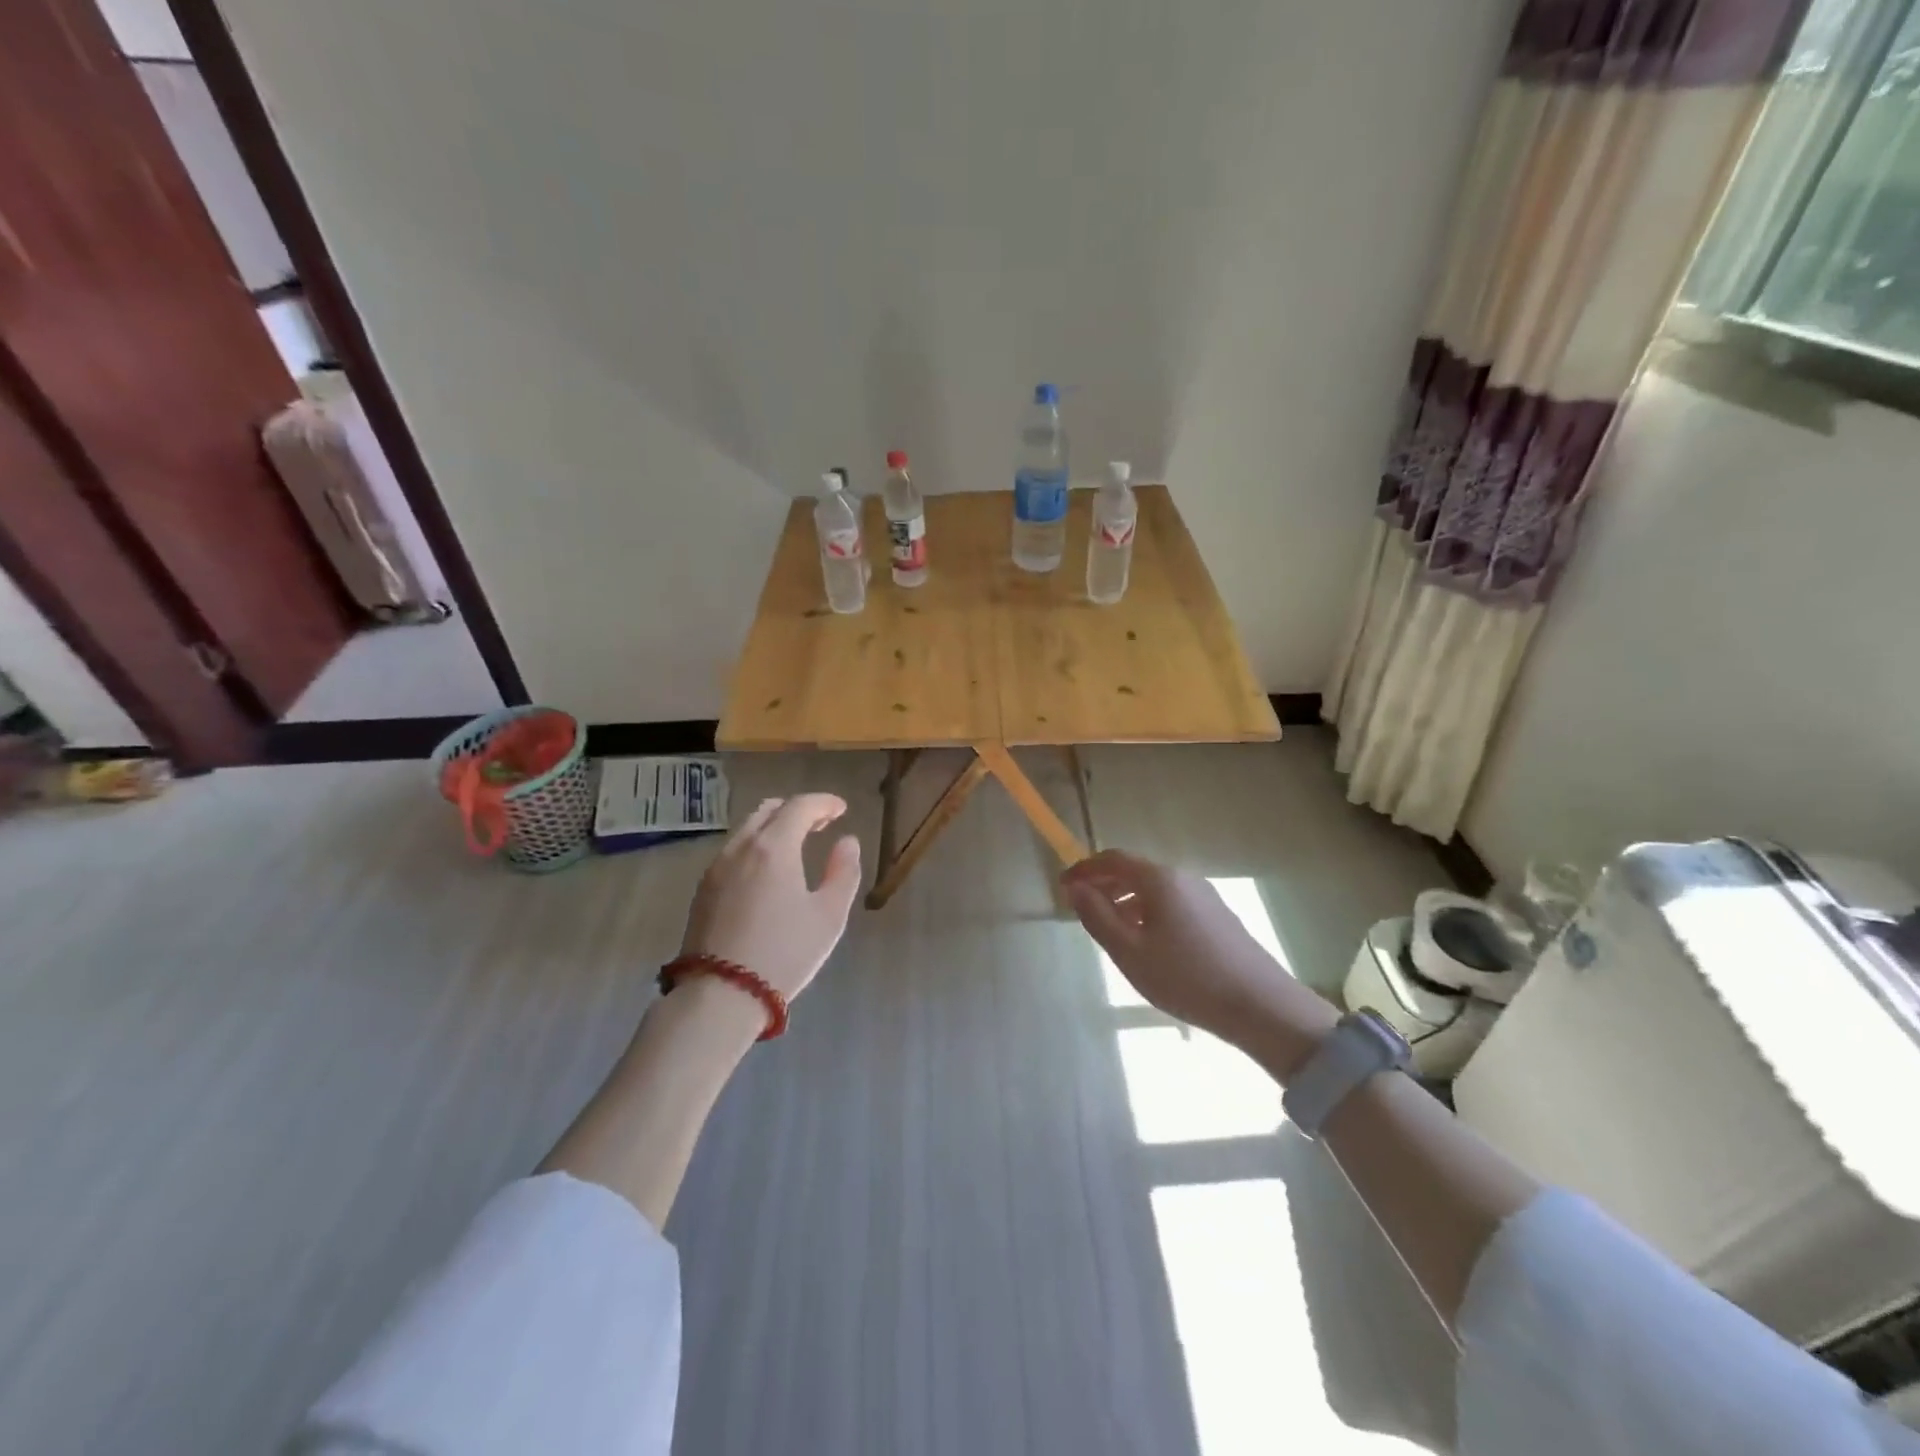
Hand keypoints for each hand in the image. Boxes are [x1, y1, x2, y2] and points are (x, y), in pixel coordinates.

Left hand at [679, 794, 861, 1002]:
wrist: (720, 995)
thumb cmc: (784, 953)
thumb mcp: (828, 916)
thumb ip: (843, 872)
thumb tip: (847, 842)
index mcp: (774, 847)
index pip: (800, 806)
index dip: (824, 802)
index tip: (841, 809)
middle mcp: (741, 848)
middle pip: (768, 811)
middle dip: (797, 810)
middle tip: (820, 823)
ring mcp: (716, 868)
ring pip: (746, 830)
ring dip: (773, 827)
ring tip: (795, 846)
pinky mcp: (703, 890)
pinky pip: (733, 852)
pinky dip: (755, 847)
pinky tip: (767, 871)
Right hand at [1062, 850, 1336, 1072]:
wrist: (1261, 1006)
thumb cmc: (1186, 977)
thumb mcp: (1130, 951)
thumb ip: (1098, 917)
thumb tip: (1076, 889)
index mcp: (1159, 879)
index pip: (1113, 859)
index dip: (1085, 869)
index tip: (1063, 886)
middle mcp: (1183, 878)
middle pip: (1135, 871)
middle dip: (1104, 885)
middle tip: (1081, 908)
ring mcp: (1205, 896)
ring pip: (1154, 889)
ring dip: (1126, 901)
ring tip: (1110, 929)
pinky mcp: (1219, 917)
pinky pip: (1172, 904)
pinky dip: (1148, 912)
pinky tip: (1147, 943)